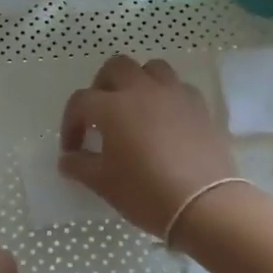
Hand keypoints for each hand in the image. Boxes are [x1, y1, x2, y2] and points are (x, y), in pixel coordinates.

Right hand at [58, 55, 239, 240]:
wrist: (205, 204)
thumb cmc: (146, 192)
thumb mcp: (104, 183)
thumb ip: (80, 166)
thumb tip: (67, 159)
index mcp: (112, 107)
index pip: (81, 102)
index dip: (70, 123)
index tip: (73, 149)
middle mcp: (142, 90)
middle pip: (116, 67)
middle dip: (102, 86)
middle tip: (100, 115)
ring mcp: (175, 94)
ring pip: (151, 68)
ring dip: (137, 82)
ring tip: (134, 108)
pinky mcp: (200, 106)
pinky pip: (178, 87)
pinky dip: (166, 96)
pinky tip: (165, 120)